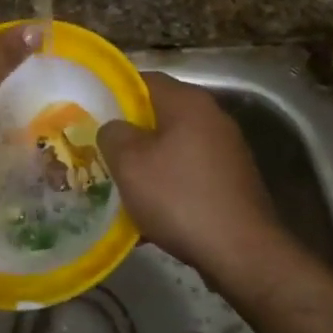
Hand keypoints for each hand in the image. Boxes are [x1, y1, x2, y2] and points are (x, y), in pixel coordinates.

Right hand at [97, 72, 293, 279]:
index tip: (90, 114)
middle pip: (158, 114)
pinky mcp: (232, 181)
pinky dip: (167, 186)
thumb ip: (113, 134)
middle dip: (128, 134)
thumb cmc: (179, 198)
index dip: (113, 94)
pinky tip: (149, 215)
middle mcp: (212, 117)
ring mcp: (226, 150)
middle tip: (100, 152)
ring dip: (146, 164)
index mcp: (188, 102)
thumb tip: (114, 128)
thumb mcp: (129, 163)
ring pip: (172, 147)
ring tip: (120, 187)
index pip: (143, 80)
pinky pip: (188, 174)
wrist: (242, 253)